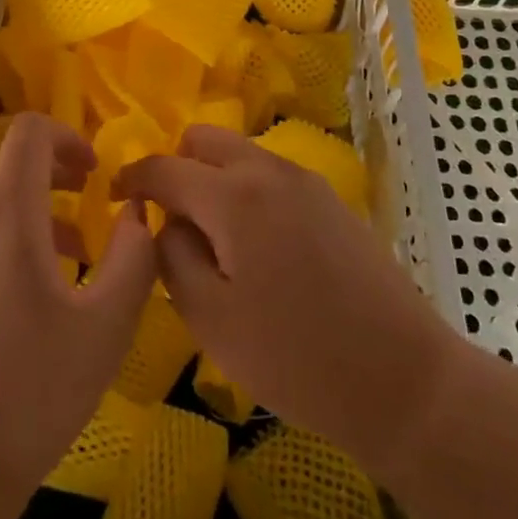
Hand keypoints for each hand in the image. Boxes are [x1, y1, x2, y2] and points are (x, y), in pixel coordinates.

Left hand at [0, 112, 157, 498]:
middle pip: (10, 168)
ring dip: (33, 216)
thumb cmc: (28, 392)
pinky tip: (24, 304)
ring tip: (68, 265)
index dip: (67, 136)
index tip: (95, 173)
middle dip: (55, 179)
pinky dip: (4, 244)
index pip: (28, 133)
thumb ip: (134, 258)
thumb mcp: (106, 327)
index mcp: (5, 214)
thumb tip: (137, 214)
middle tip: (90, 216)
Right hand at [117, 125, 453, 480]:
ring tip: (213, 239)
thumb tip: (165, 222)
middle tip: (169, 220)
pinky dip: (246, 190)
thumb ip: (172, 257)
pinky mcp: (330, 198)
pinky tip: (256, 247)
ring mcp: (305, 180)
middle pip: (205, 139)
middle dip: (176, 167)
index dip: (131, 178)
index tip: (114, 197)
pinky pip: (270, 175)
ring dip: (214, 178)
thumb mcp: (211, 319)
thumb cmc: (296, 358)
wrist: (403, 379)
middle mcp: (268, 170)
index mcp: (232, 195)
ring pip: (239, 154)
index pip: (164, 167)